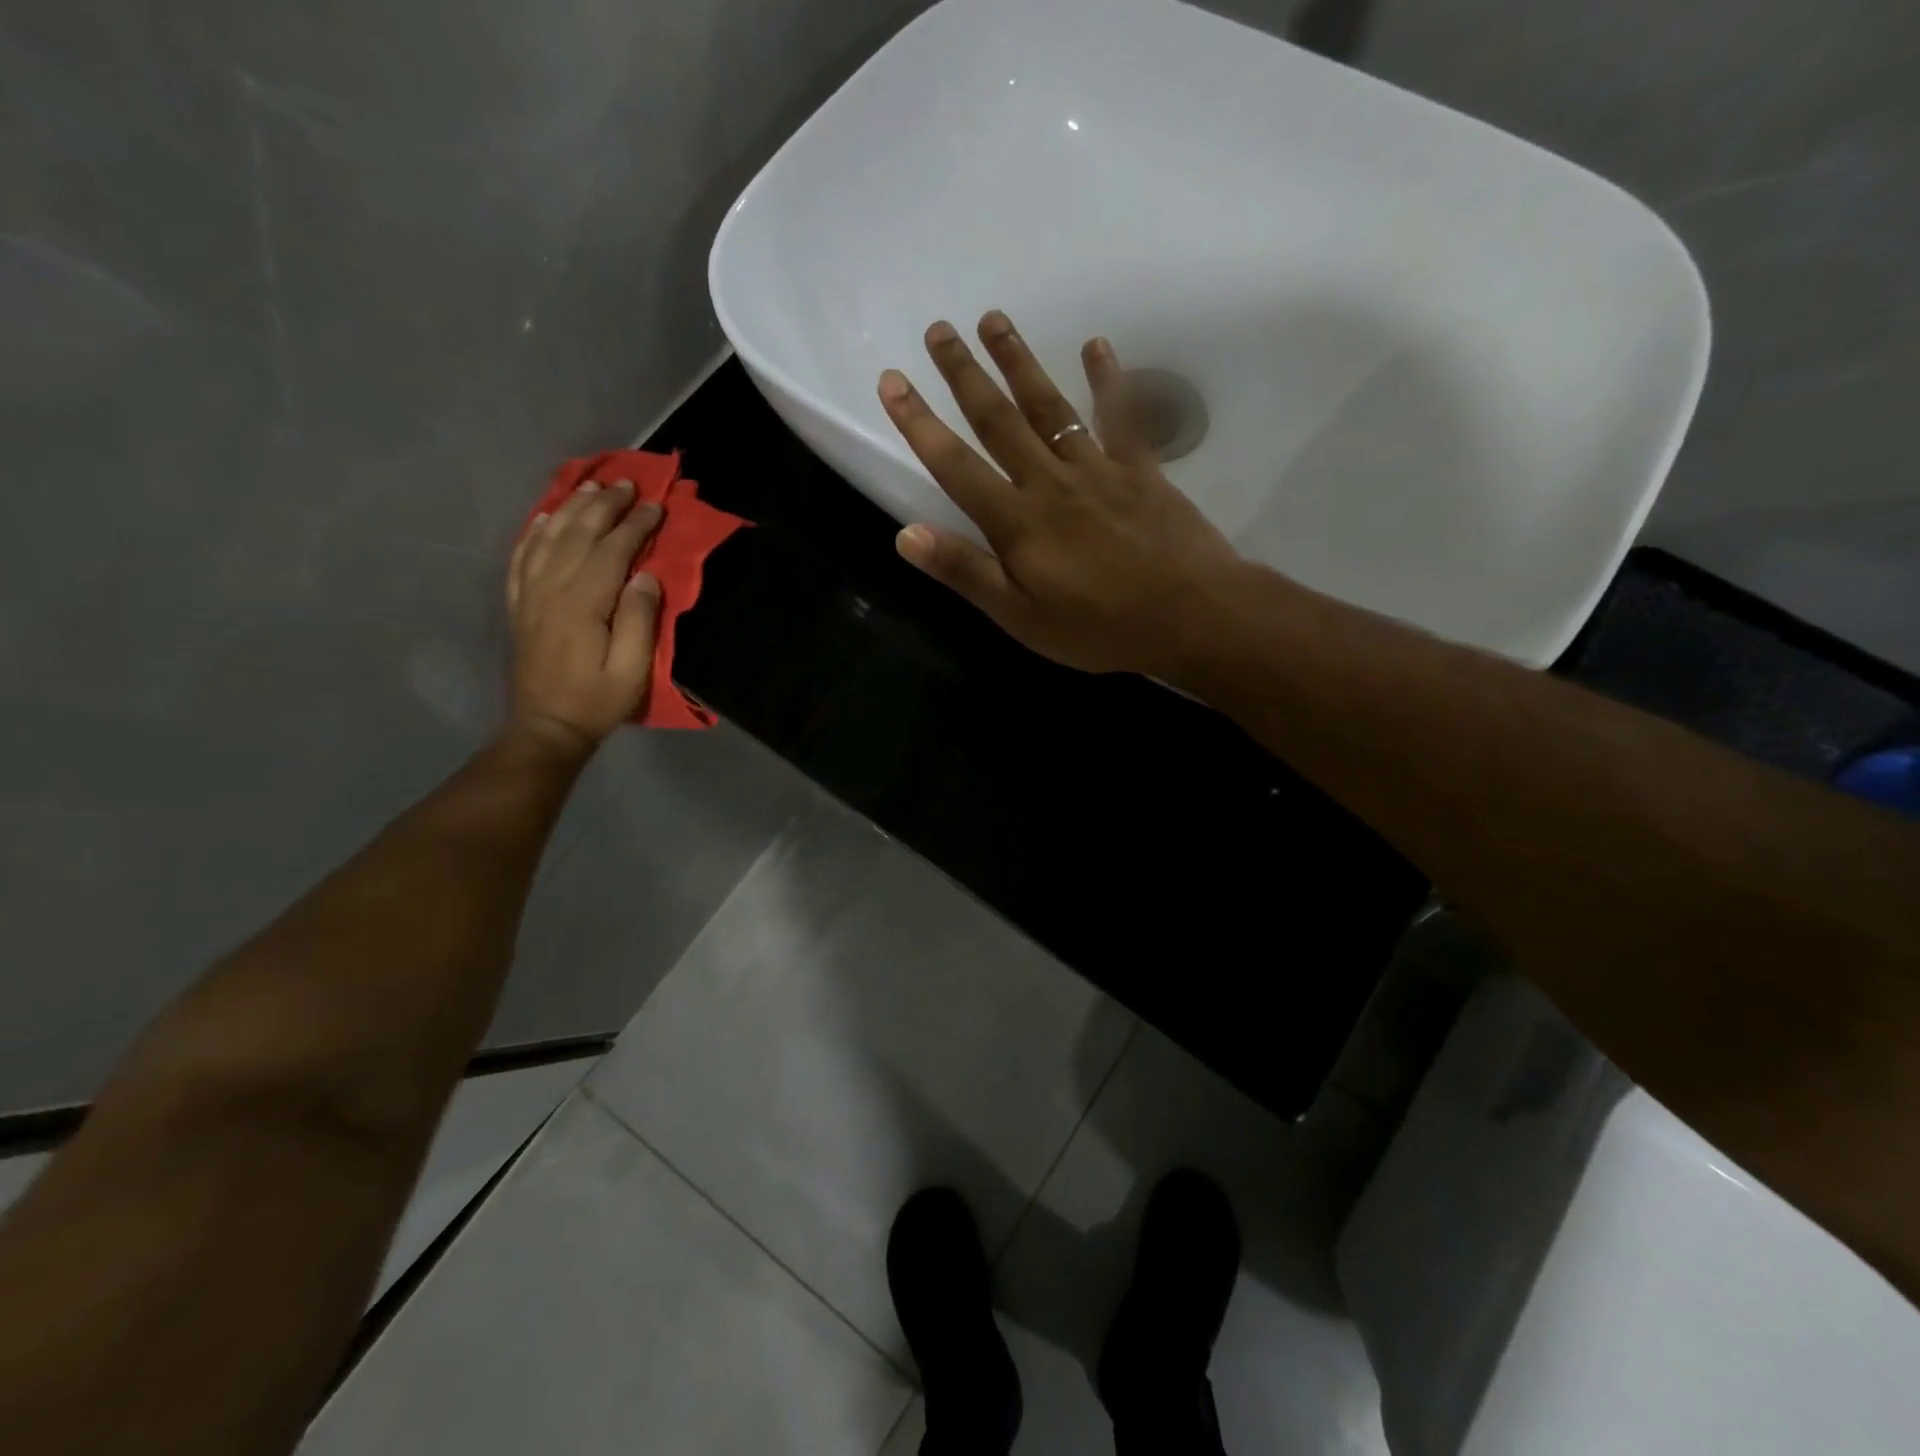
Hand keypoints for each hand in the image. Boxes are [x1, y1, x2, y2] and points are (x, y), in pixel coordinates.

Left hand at [506, 479, 663, 753]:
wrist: (546, 725)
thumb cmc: (597, 701)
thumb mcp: (632, 670)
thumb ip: (639, 621)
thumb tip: (646, 577)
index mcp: (582, 604)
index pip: (611, 551)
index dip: (634, 525)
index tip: (656, 506)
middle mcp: (551, 589)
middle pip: (578, 535)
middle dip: (604, 506)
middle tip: (626, 483)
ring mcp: (529, 594)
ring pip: (549, 538)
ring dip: (572, 509)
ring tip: (591, 488)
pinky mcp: (519, 604)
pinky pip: (522, 556)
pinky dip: (535, 531)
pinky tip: (546, 517)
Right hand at [878, 311, 1243, 676]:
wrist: (1191, 616)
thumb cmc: (1099, 628)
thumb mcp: (1020, 616)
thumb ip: (966, 572)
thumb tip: (905, 535)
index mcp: (1017, 522)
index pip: (955, 465)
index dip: (920, 424)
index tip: (891, 380)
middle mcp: (1050, 482)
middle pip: (999, 421)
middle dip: (963, 375)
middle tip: (938, 329)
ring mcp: (1098, 469)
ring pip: (1050, 407)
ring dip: (1019, 362)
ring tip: (994, 319)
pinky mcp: (1141, 469)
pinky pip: (1121, 416)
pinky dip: (1109, 380)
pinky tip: (1096, 345)